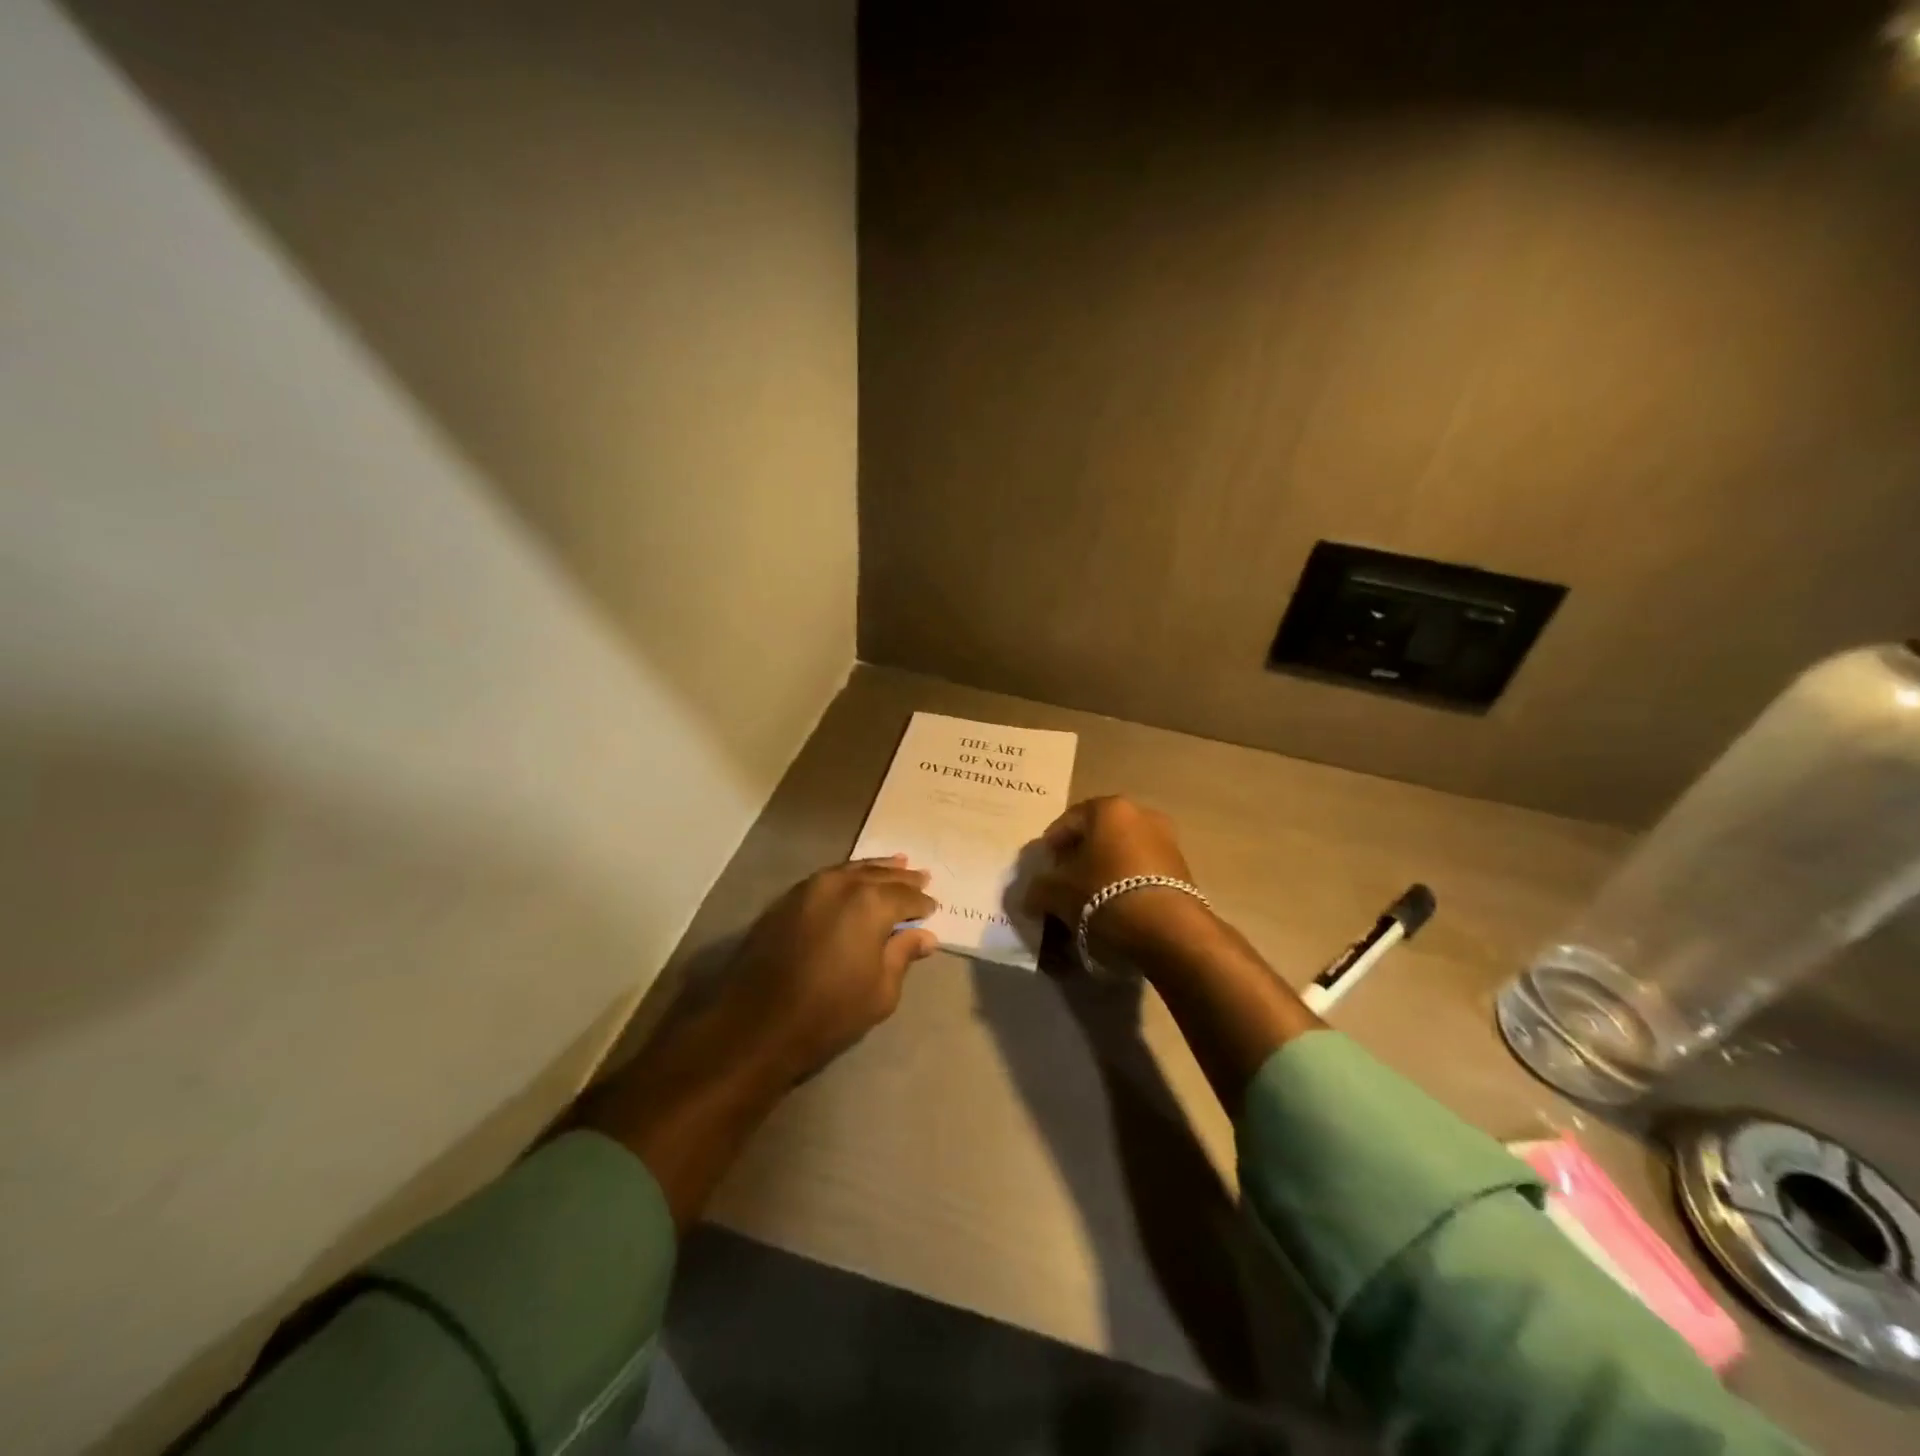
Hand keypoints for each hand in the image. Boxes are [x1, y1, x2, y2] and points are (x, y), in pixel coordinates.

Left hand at [720, 856, 938, 1081]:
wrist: (756, 1024)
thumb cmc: (828, 1012)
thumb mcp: (880, 991)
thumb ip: (903, 955)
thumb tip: (925, 936)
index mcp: (870, 903)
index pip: (906, 896)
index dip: (922, 903)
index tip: (933, 908)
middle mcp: (841, 884)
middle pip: (879, 875)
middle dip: (902, 877)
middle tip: (922, 875)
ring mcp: (809, 887)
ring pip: (852, 870)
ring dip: (876, 869)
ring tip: (895, 864)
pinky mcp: (787, 899)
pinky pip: (828, 878)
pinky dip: (848, 877)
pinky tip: (855, 882)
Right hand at [1025, 796, 1209, 956]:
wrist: (1169, 933)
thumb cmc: (1105, 897)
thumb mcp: (1058, 894)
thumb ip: (1040, 889)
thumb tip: (1032, 895)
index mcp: (1109, 808)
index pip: (1068, 821)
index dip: (1051, 846)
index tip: (1042, 869)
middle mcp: (1142, 815)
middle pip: (1098, 835)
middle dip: (1079, 857)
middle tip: (1062, 884)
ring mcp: (1167, 841)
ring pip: (1121, 853)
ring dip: (1103, 872)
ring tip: (1088, 902)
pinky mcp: (1183, 870)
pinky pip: (1142, 872)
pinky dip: (1125, 885)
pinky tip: (1114, 910)